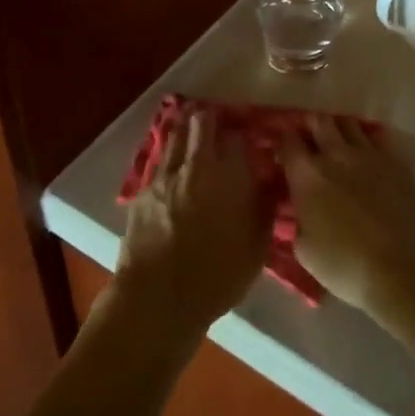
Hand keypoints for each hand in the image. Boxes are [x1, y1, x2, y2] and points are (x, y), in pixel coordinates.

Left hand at [114, 108, 271, 335]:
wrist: (158, 298)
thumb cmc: (216, 276)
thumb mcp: (256, 247)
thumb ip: (264, 207)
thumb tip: (271, 181)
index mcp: (229, 175)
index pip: (237, 137)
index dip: (243, 133)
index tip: (247, 137)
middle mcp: (197, 165)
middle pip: (202, 123)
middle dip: (211, 117)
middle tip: (217, 120)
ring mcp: (166, 174)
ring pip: (176, 135)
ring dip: (186, 126)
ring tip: (192, 122)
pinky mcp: (143, 190)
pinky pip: (159, 159)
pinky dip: (168, 152)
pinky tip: (172, 157)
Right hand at [283, 117, 414, 319]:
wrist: (404, 268)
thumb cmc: (347, 265)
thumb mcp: (305, 251)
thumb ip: (298, 222)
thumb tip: (300, 212)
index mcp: (307, 175)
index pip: (287, 142)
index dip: (282, 143)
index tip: (283, 153)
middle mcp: (335, 154)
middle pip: (318, 121)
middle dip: (310, 126)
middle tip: (309, 140)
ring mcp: (368, 154)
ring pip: (348, 123)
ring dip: (338, 128)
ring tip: (337, 143)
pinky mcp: (395, 161)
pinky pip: (376, 137)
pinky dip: (367, 141)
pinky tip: (366, 156)